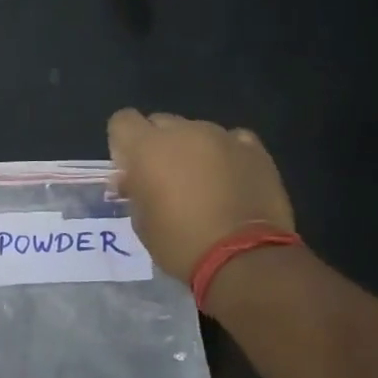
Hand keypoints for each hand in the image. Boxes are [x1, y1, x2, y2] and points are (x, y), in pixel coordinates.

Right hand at [107, 109, 295, 282]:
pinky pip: (232, 140)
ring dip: (192, 150)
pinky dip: (226, 154)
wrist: (243, 257)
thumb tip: (131, 179)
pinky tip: (230, 179)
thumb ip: (134, 191)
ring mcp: (222, 137)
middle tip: (164, 179)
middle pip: (160, 123)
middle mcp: (184, 132)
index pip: (123, 121)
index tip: (130, 169)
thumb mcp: (142, 222)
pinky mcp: (254, 149)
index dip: (122, 142)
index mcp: (148, 148)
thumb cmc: (180, 243)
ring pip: (196, 131)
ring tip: (203, 184)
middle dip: (157, 145)